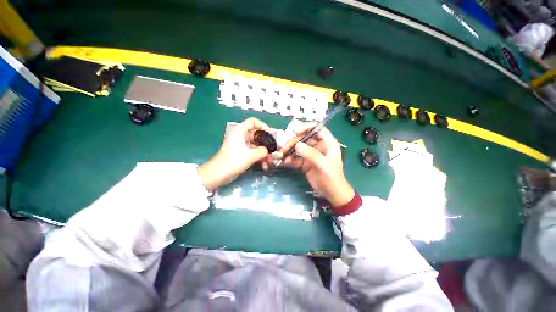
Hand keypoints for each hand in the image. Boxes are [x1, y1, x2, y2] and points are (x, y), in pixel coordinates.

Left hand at [199, 118, 270, 190]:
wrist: (218, 175)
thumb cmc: (233, 161)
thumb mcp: (251, 155)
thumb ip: (264, 151)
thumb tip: (272, 151)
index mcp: (240, 131)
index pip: (254, 122)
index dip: (263, 126)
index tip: (271, 135)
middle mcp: (241, 136)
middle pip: (257, 136)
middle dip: (266, 145)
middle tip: (274, 152)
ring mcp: (241, 145)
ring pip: (257, 146)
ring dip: (264, 154)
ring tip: (270, 163)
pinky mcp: (242, 154)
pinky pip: (253, 153)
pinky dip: (259, 158)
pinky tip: (264, 166)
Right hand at [281, 125, 354, 207]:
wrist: (331, 193)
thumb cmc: (332, 178)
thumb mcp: (323, 165)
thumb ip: (310, 154)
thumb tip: (296, 145)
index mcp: (328, 143)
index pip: (317, 129)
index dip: (306, 127)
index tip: (294, 131)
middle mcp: (319, 146)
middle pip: (304, 138)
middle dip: (293, 142)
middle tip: (283, 148)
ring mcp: (311, 154)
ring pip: (299, 148)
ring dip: (289, 151)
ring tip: (281, 155)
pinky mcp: (306, 162)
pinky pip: (296, 158)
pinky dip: (290, 159)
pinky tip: (285, 162)